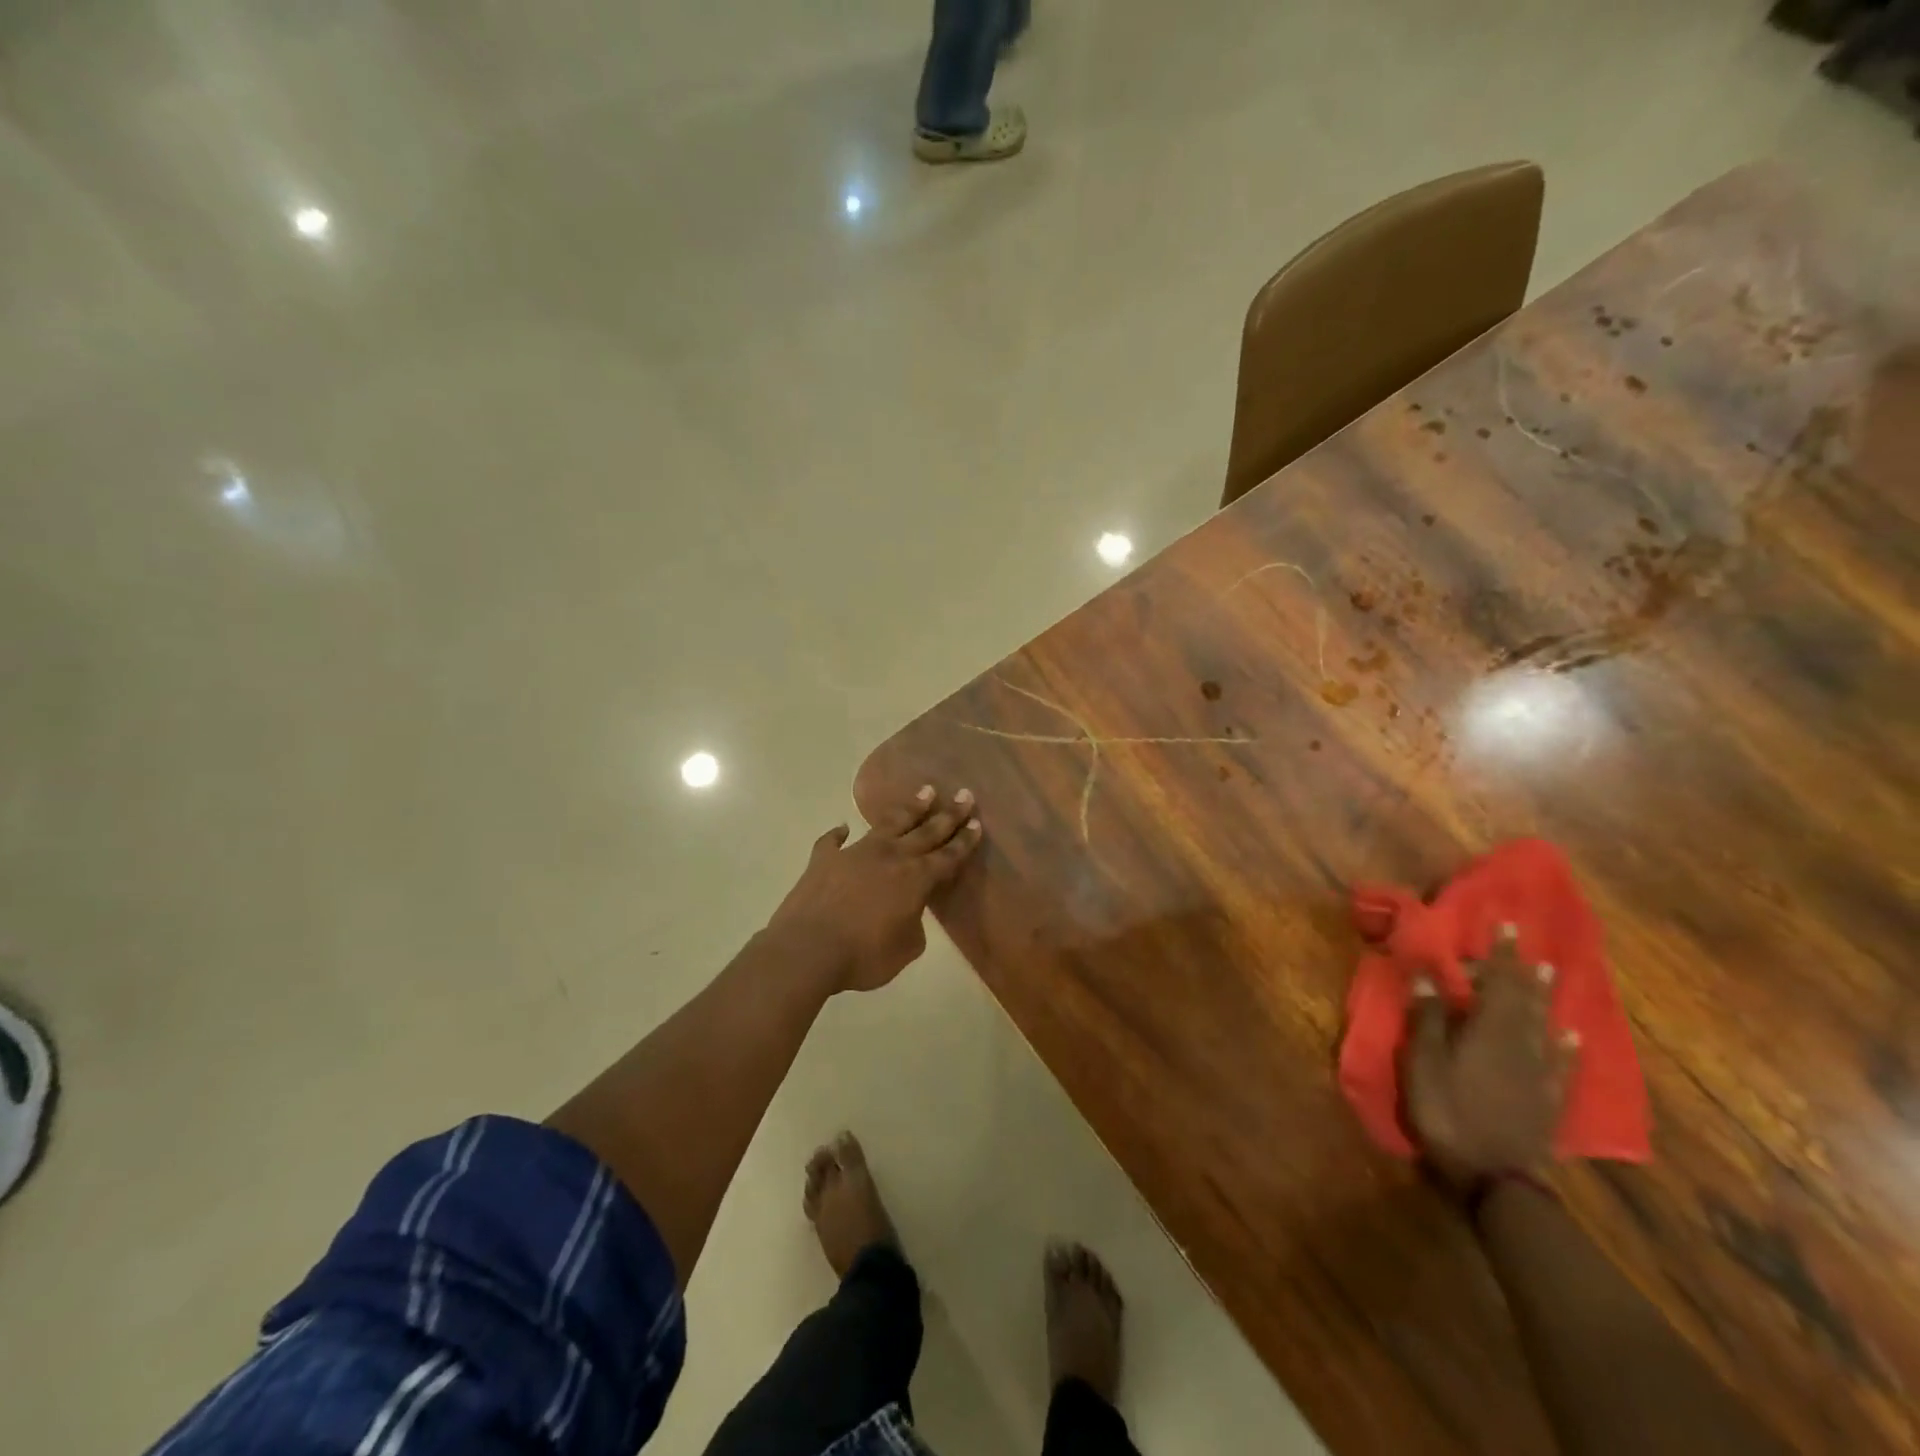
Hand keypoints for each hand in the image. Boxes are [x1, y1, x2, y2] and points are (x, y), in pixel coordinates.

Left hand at [765, 785, 983, 992]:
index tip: (976, 822)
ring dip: (910, 809)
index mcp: (915, 879)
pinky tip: (843, 829)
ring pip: (889, 823)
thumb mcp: (905, 949)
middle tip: (965, 795)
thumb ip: (914, 926)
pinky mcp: (824, 859)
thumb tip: (908, 912)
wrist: (808, 949)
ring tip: (926, 791)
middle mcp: (890, 856)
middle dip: (948, 814)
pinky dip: (838, 835)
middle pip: (926, 831)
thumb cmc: (864, 955)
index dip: (964, 841)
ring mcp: (856, 852)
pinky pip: (833, 841)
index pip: (948, 856)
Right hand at [1404, 924, 1578, 1188]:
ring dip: (1544, 997)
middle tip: (1524, 941)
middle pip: (1523, 1000)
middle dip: (1521, 968)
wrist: (1494, 1175)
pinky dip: (1565, 1045)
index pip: (1497, 983)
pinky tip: (1570, 1036)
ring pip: (1544, 1025)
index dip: (1499, 955)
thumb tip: (1429, 976)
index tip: (1503, 925)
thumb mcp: (1422, 1063)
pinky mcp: (1549, 1099)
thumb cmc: (1447, 1111)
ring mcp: (1539, 1073)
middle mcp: (1520, 1044)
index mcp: (1488, 1032)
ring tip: (1549, 973)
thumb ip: (1427, 1019)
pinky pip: (1561, 1064)